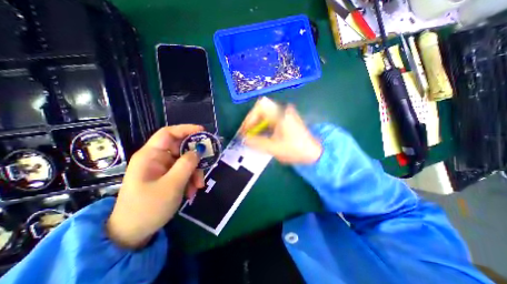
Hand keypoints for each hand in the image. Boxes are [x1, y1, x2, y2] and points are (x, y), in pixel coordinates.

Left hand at [105, 125, 203, 247]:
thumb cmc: (148, 208)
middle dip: (195, 158)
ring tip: (198, 186)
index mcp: (150, 155)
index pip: (168, 133)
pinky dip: (191, 179)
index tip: (203, 132)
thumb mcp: (172, 185)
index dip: (186, 129)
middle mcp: (157, 158)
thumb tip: (199, 150)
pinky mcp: (168, 176)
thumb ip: (186, 165)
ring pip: (186, 161)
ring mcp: (163, 168)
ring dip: (195, 172)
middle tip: (206, 165)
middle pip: (181, 148)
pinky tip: (192, 191)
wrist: (133, 233)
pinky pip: (184, 171)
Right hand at [240, 98, 319, 163]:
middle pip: (261, 110)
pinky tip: (262, 136)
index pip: (260, 106)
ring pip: (265, 115)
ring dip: (257, 125)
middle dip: (252, 122)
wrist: (314, 153)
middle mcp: (282, 111)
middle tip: (246, 135)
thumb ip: (257, 143)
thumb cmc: (295, 150)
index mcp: (281, 114)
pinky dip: (263, 127)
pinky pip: (270, 120)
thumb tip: (243, 139)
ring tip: (252, 137)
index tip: (245, 130)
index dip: (249, 118)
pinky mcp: (286, 120)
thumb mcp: (274, 148)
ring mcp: (285, 115)